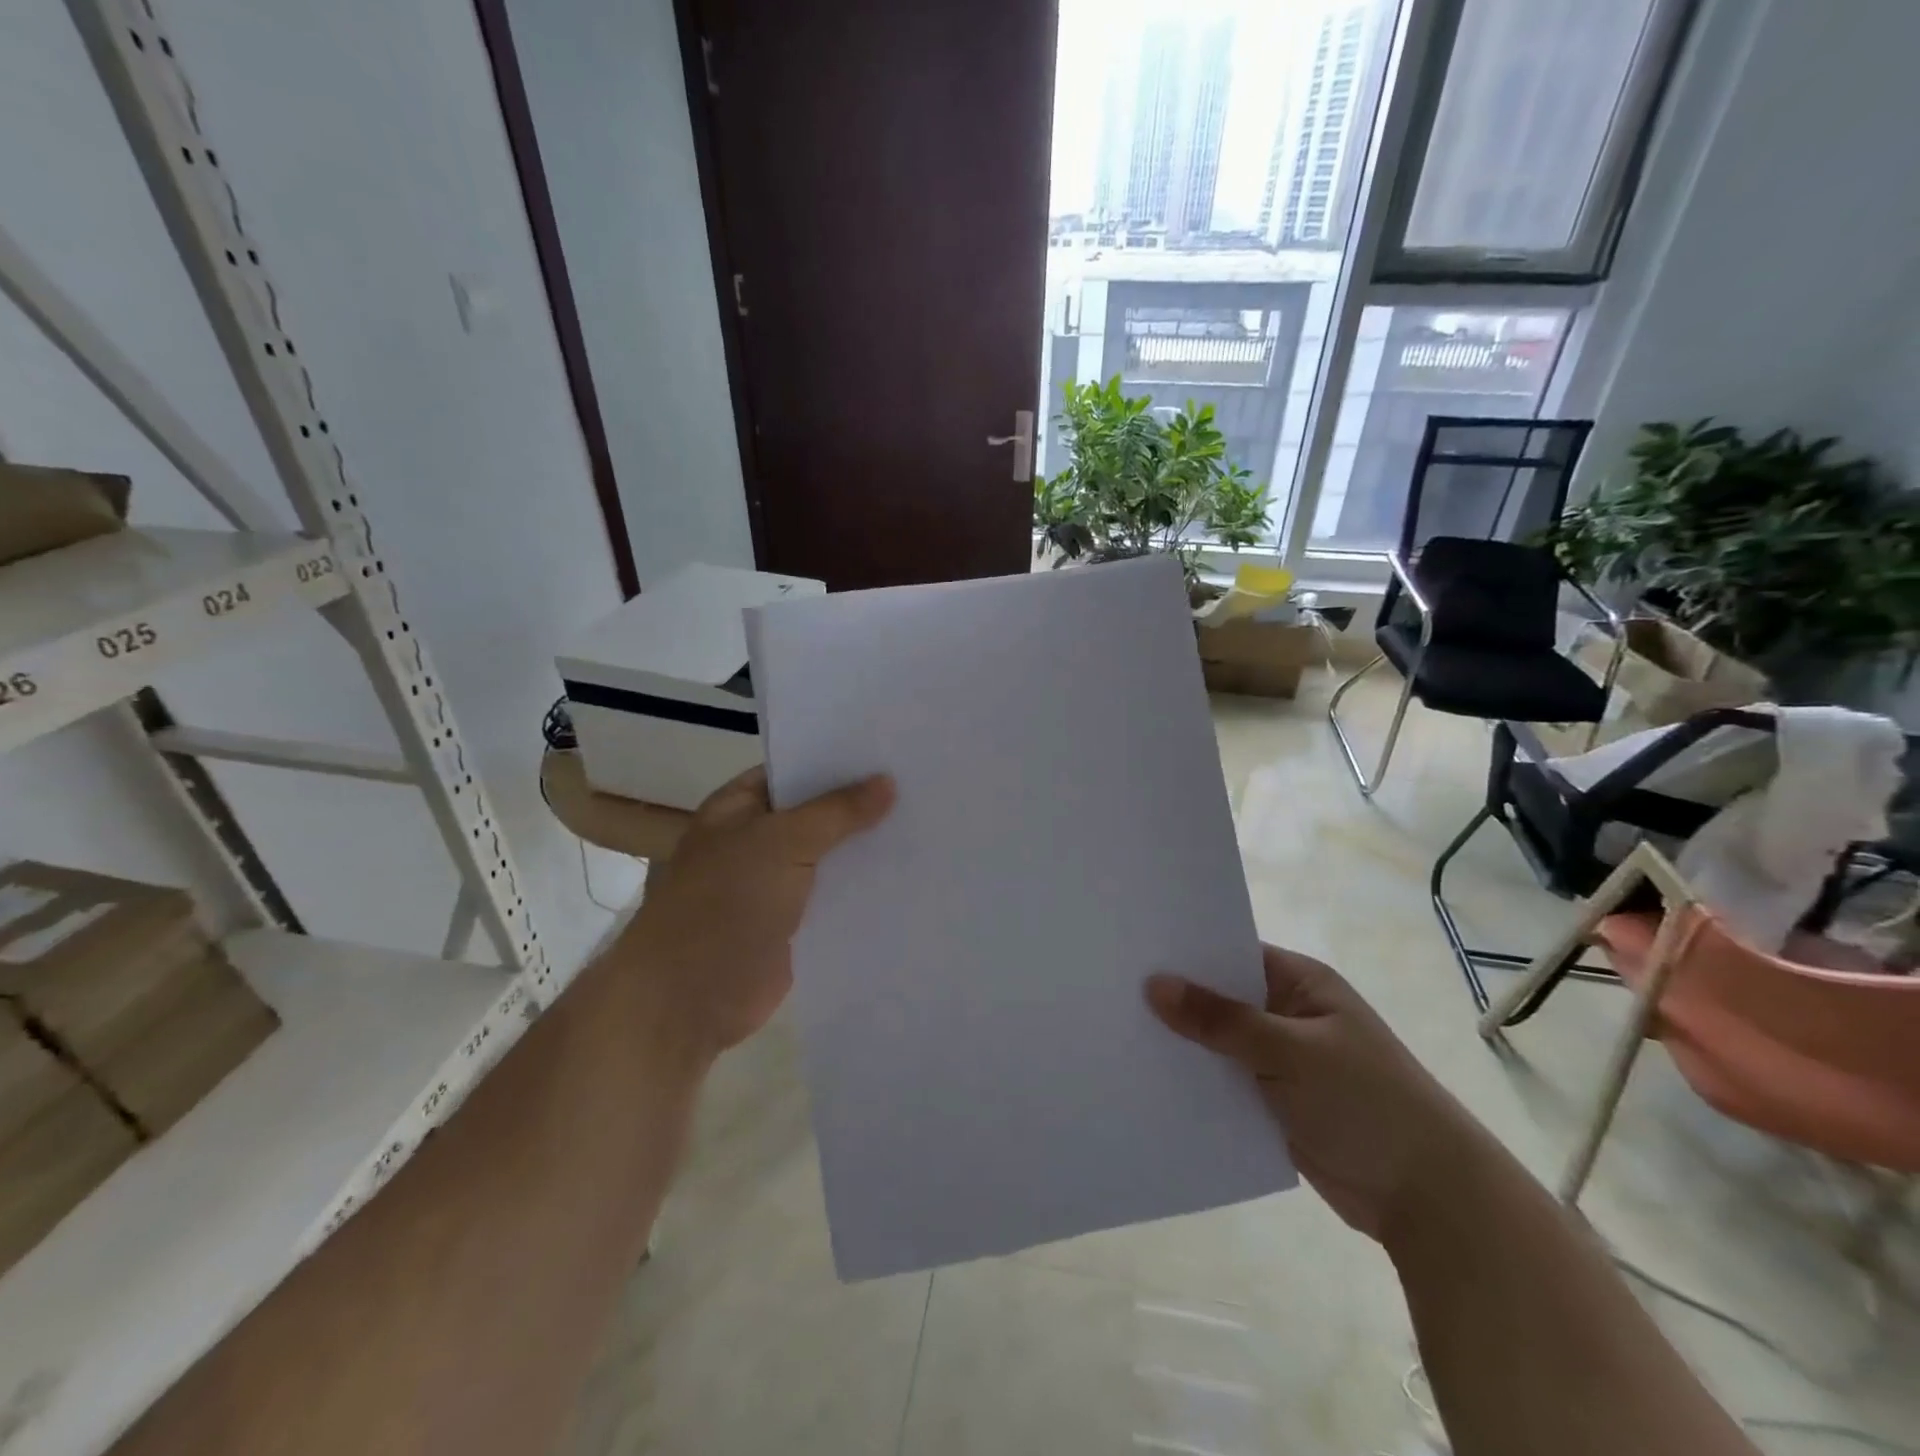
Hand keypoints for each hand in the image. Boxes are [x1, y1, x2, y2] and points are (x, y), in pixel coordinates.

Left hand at [618, 766, 893, 1058]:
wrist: (690, 998)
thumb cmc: (725, 902)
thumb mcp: (782, 842)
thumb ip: (837, 811)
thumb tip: (887, 781)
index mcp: (740, 807)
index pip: (795, 769)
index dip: (838, 760)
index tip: (889, 750)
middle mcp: (757, 840)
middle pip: (817, 813)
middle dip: (861, 804)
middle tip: (921, 785)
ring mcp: (775, 884)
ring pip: (829, 856)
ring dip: (866, 848)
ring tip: (927, 825)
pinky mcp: (794, 925)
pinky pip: (835, 897)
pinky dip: (864, 889)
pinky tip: (909, 876)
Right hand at [1146, 945, 1482, 1245]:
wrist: (1428, 1198)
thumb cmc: (1366, 1102)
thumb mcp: (1290, 1052)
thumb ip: (1221, 1020)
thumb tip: (1154, 984)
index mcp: (1300, 982)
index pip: (1231, 952)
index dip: (1185, 951)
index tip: (1131, 949)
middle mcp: (1287, 1013)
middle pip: (1220, 997)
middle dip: (1176, 998)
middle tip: (1111, 989)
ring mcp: (1280, 1059)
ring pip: (1218, 1041)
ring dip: (1182, 1043)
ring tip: (1117, 1030)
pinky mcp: (1274, 1101)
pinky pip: (1224, 1080)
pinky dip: (1196, 1080)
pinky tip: (1149, 1077)